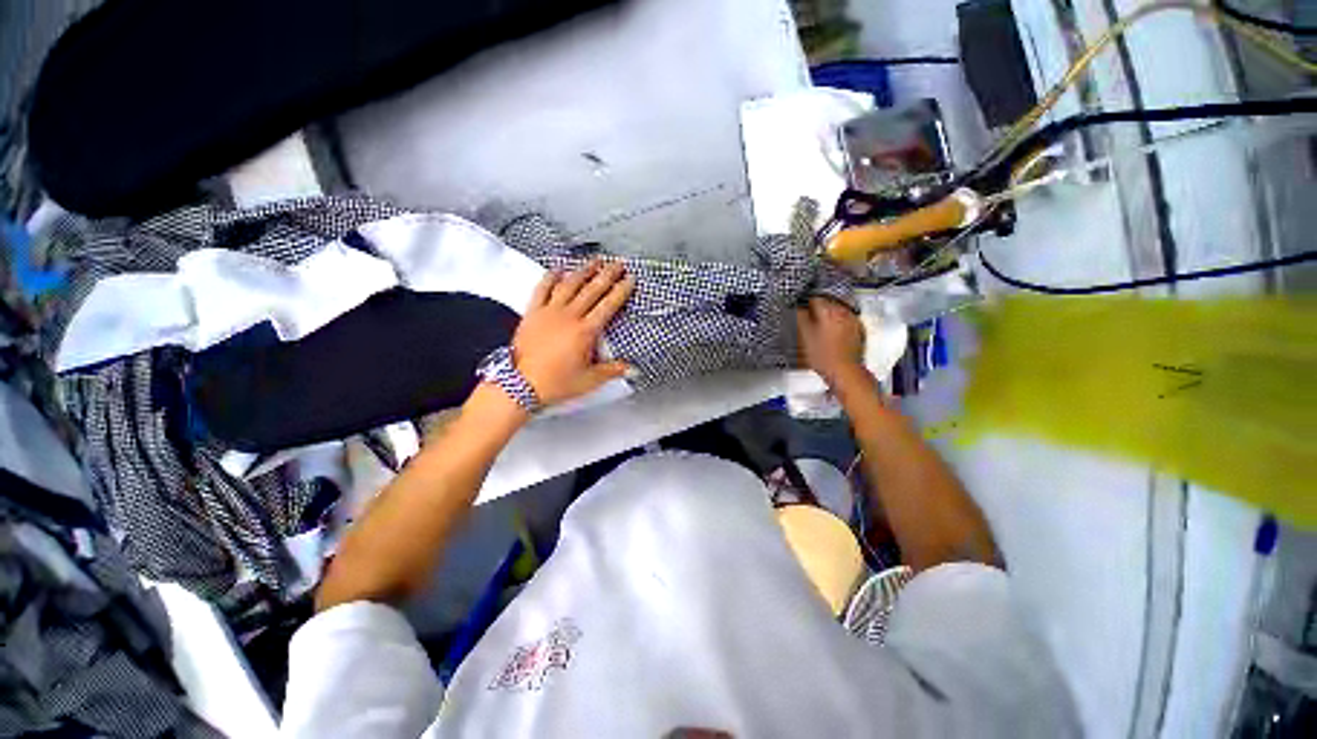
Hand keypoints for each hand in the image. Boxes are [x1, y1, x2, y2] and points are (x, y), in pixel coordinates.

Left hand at [513, 259, 634, 405]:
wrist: (520, 385)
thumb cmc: (556, 383)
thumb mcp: (589, 380)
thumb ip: (612, 371)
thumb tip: (632, 370)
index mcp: (585, 331)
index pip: (608, 305)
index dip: (621, 290)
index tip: (630, 279)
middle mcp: (568, 316)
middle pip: (592, 290)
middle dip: (607, 274)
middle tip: (618, 263)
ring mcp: (549, 312)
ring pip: (569, 285)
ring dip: (583, 271)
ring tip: (595, 261)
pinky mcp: (532, 313)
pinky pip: (542, 289)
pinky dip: (550, 277)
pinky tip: (558, 269)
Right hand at [796, 297, 865, 386]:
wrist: (844, 371)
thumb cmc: (824, 357)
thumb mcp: (804, 336)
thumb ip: (800, 318)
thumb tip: (798, 309)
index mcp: (829, 312)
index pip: (815, 299)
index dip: (805, 304)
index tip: (800, 311)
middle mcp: (844, 313)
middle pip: (828, 303)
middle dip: (817, 310)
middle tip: (808, 320)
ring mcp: (853, 321)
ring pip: (837, 311)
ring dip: (828, 316)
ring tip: (819, 329)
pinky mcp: (858, 330)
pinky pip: (845, 320)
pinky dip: (837, 324)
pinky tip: (831, 335)